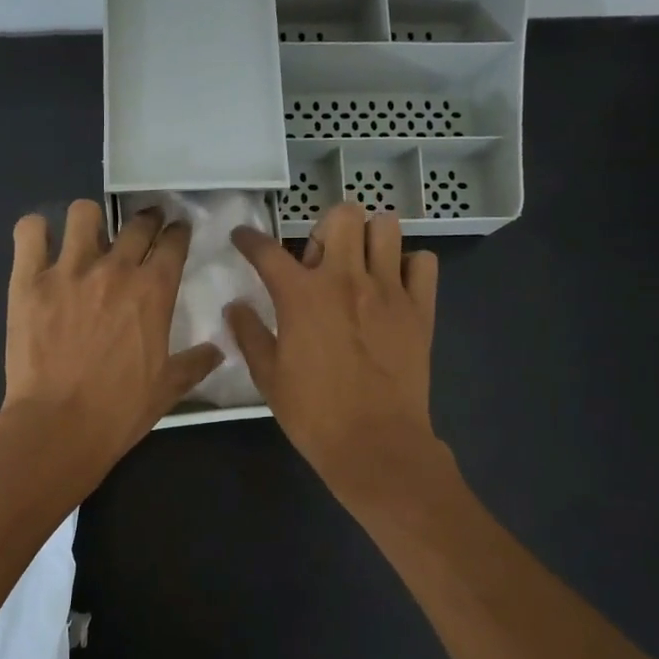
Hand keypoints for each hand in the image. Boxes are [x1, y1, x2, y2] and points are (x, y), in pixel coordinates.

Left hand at [0, 199, 222, 475]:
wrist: (59, 426)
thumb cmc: (119, 410)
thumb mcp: (169, 389)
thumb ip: (196, 363)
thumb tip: (218, 350)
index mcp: (153, 291)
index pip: (173, 243)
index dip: (178, 233)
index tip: (177, 232)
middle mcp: (114, 269)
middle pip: (137, 223)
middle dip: (146, 220)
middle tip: (144, 229)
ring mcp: (68, 270)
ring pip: (83, 213)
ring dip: (91, 221)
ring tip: (89, 237)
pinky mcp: (28, 280)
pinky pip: (29, 231)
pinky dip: (36, 232)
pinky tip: (41, 245)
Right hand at [226, 204, 440, 494]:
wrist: (375, 443)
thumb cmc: (314, 413)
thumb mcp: (268, 376)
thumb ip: (249, 334)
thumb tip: (235, 306)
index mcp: (301, 295)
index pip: (267, 250)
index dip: (248, 239)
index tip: (242, 238)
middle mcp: (346, 279)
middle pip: (342, 215)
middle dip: (326, 228)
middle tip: (321, 259)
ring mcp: (388, 290)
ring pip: (386, 227)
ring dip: (369, 238)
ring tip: (360, 265)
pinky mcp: (420, 308)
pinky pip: (424, 262)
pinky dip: (408, 265)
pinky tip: (394, 286)